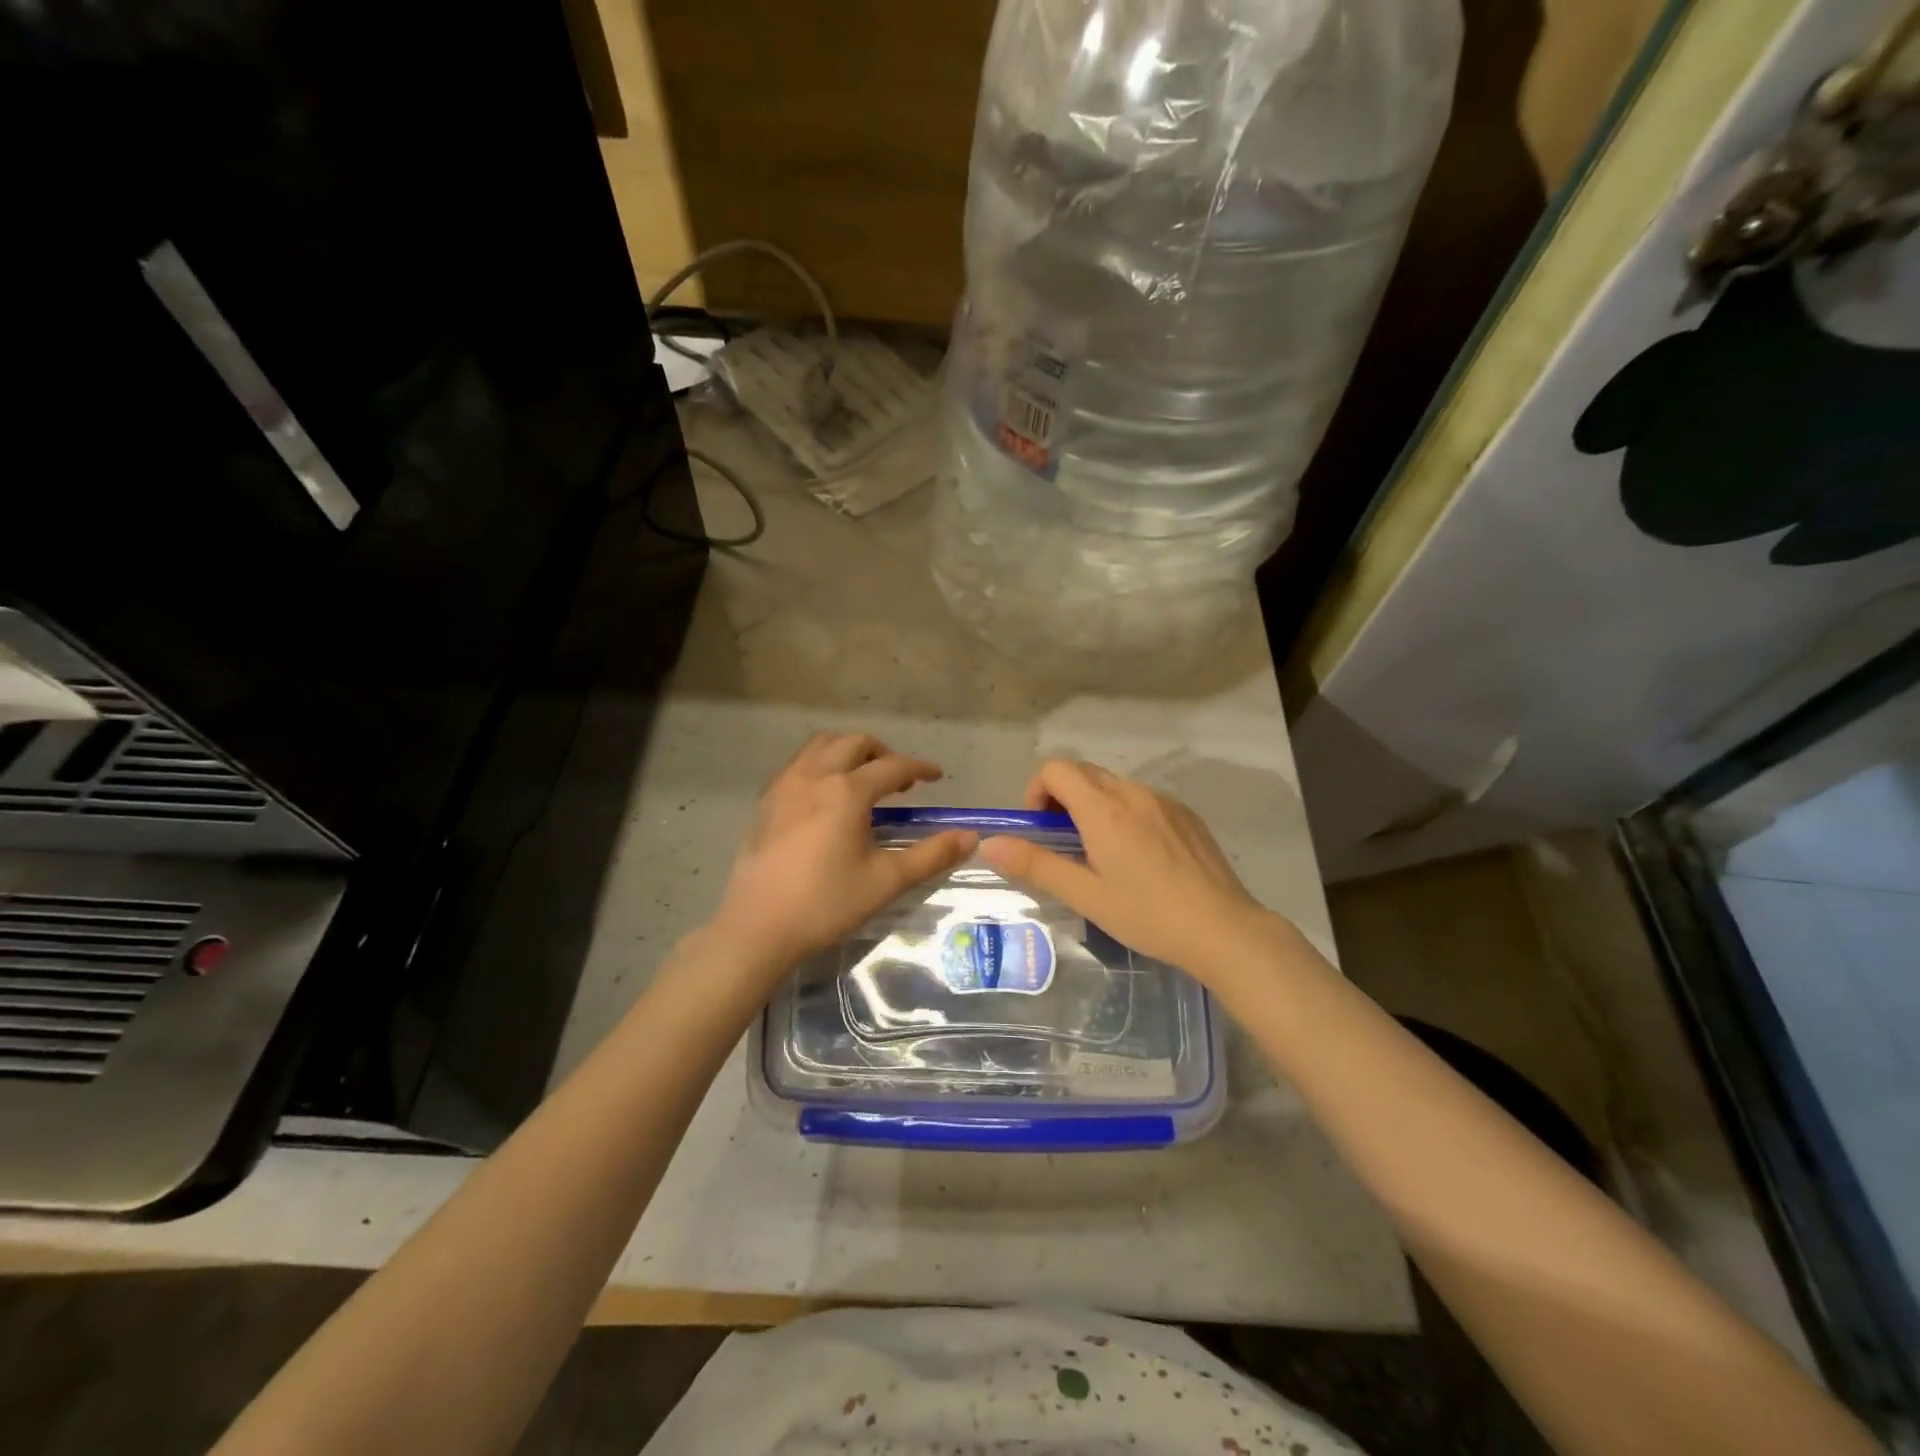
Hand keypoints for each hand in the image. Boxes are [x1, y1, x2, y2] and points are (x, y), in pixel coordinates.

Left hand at [711, 733, 977, 977]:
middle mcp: (815, 775)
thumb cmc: (827, 903)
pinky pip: (798, 764)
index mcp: (847, 791)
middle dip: (883, 753)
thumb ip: (932, 855)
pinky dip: (820, 764)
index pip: (893, 766)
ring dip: (848, 751)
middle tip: (900, 780)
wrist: (758, 927)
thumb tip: (971, 837)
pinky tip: (825, 795)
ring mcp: (785, 785)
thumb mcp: (887, 880)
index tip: (937, 776)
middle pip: (854, 743)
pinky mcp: (766, 801)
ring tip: (863, 778)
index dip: (919, 768)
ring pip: (821, 745)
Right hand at [979, 759, 1286, 983]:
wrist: (1223, 928)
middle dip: (1062, 798)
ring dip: (1094, 806)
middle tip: (1064, 843)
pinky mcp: (1186, 814)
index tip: (1040, 828)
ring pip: (1114, 785)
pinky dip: (1126, 813)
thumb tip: (991, 843)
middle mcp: (1133, 792)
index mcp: (1103, 809)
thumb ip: (1036, 865)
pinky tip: (1141, 858)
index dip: (1038, 790)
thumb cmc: (1147, 914)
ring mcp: (1164, 800)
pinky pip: (1143, 799)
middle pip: (1084, 772)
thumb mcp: (1086, 895)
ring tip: (1103, 854)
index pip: (1057, 769)